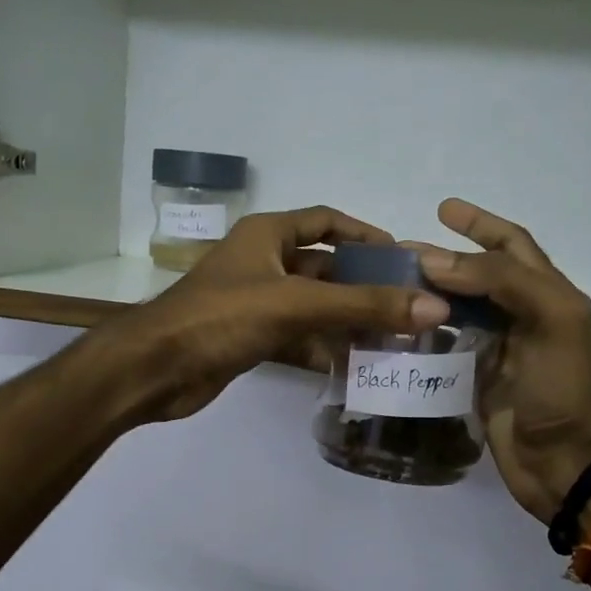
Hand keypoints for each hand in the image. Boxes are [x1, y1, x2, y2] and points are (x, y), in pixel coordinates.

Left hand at [95, 206, 450, 423]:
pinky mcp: (250, 337)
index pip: (326, 221)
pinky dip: (323, 350)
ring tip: (394, 340)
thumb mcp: (297, 304)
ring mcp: (256, 302)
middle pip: (326, 268)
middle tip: (409, 307)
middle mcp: (263, 262)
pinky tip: (355, 367)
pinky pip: (298, 337)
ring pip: (314, 306)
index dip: (365, 233)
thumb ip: (364, 305)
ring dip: (348, 321)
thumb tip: (434, 307)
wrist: (156, 369)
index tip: (402, 256)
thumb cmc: (222, 317)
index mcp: (268, 234)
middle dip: (364, 286)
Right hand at [413, 200, 590, 522]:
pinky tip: (397, 328)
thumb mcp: (550, 319)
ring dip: (429, 294)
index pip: (511, 246)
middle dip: (443, 258)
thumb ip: (499, 281)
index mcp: (546, 294)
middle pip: (477, 275)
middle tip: (398, 252)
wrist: (564, 461)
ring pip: (457, 309)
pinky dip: (424, 334)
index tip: (443, 209)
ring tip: (390, 285)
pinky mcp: (476, 379)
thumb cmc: (561, 386)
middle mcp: (521, 315)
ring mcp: (497, 348)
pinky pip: (445, 346)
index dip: (481, 224)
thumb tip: (434, 260)